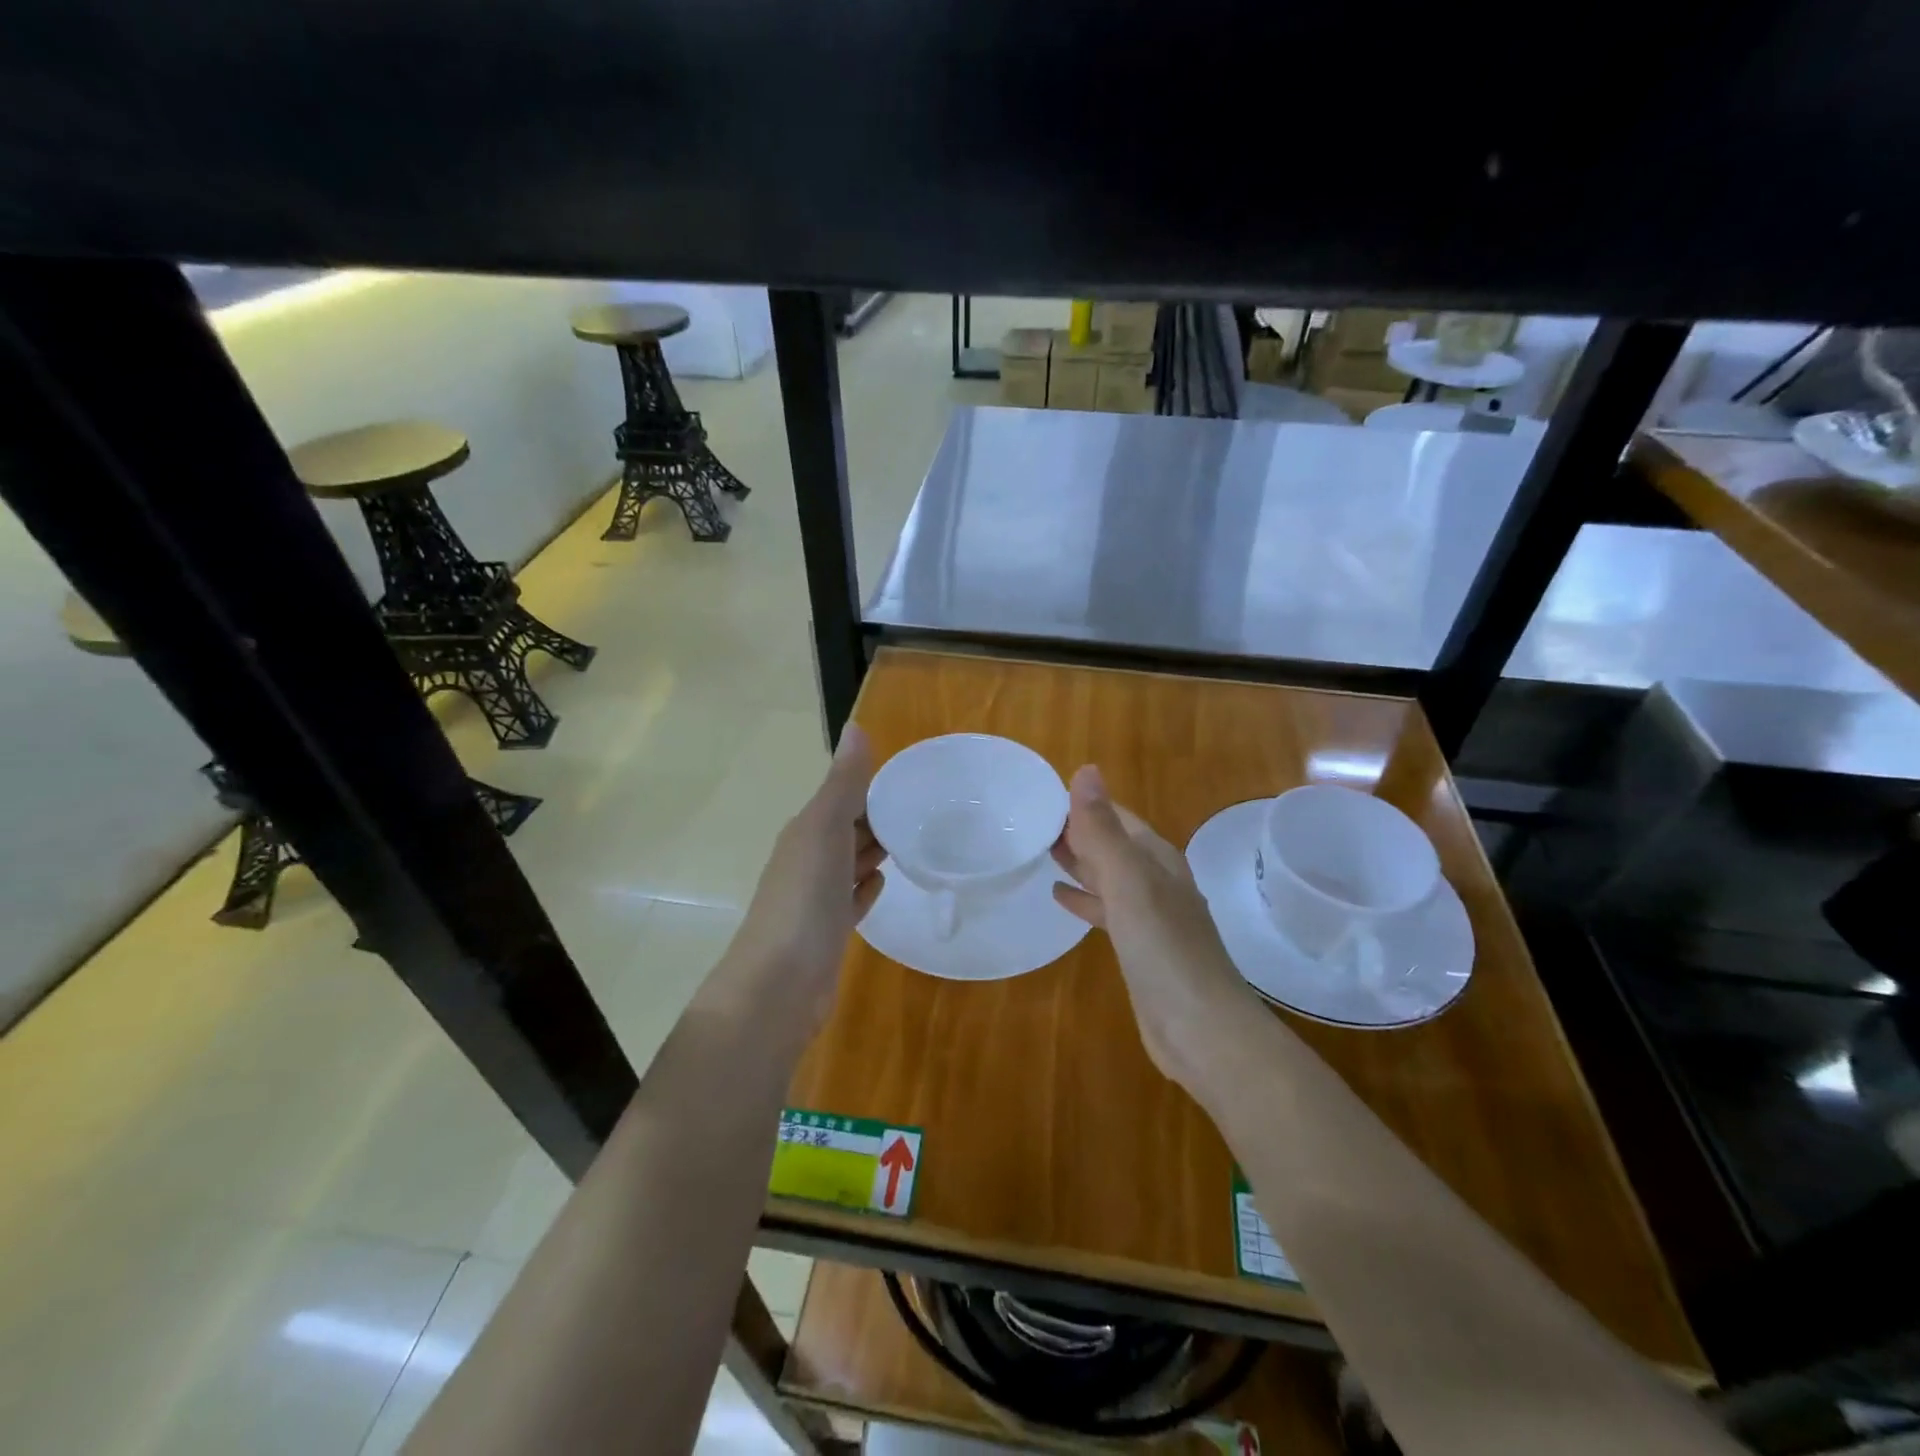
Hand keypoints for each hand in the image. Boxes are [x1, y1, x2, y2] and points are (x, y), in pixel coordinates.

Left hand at [723, 725, 885, 1032]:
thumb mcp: (825, 829)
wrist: (779, 984)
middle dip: (877, 817)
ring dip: (873, 851)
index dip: (872, 787)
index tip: (913, 780)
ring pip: (849, 864)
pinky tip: (883, 884)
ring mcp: (816, 899)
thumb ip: (843, 783)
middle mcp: (808, 860)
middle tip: (924, 810)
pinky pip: (851, 901)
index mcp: (806, 832)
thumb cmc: (804, 898)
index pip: (843, 799)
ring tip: (914, 841)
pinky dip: (866, 889)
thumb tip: (856, 726)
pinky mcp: (828, 932)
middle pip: (847, 830)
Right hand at [1051, 766, 1255, 1089]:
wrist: (1201, 1029)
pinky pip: (1107, 911)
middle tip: (1033, 823)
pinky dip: (1084, 899)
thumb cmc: (1164, 948)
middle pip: (1113, 844)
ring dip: (1080, 862)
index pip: (1117, 816)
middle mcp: (1156, 881)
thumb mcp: (1129, 882)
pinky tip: (1059, 898)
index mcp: (1156, 859)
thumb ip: (1104, 830)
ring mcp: (1150, 916)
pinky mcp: (1140, 948)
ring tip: (1042, 852)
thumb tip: (1085, 770)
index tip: (1042, 796)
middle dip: (1079, 831)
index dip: (1084, 804)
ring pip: (1109, 877)